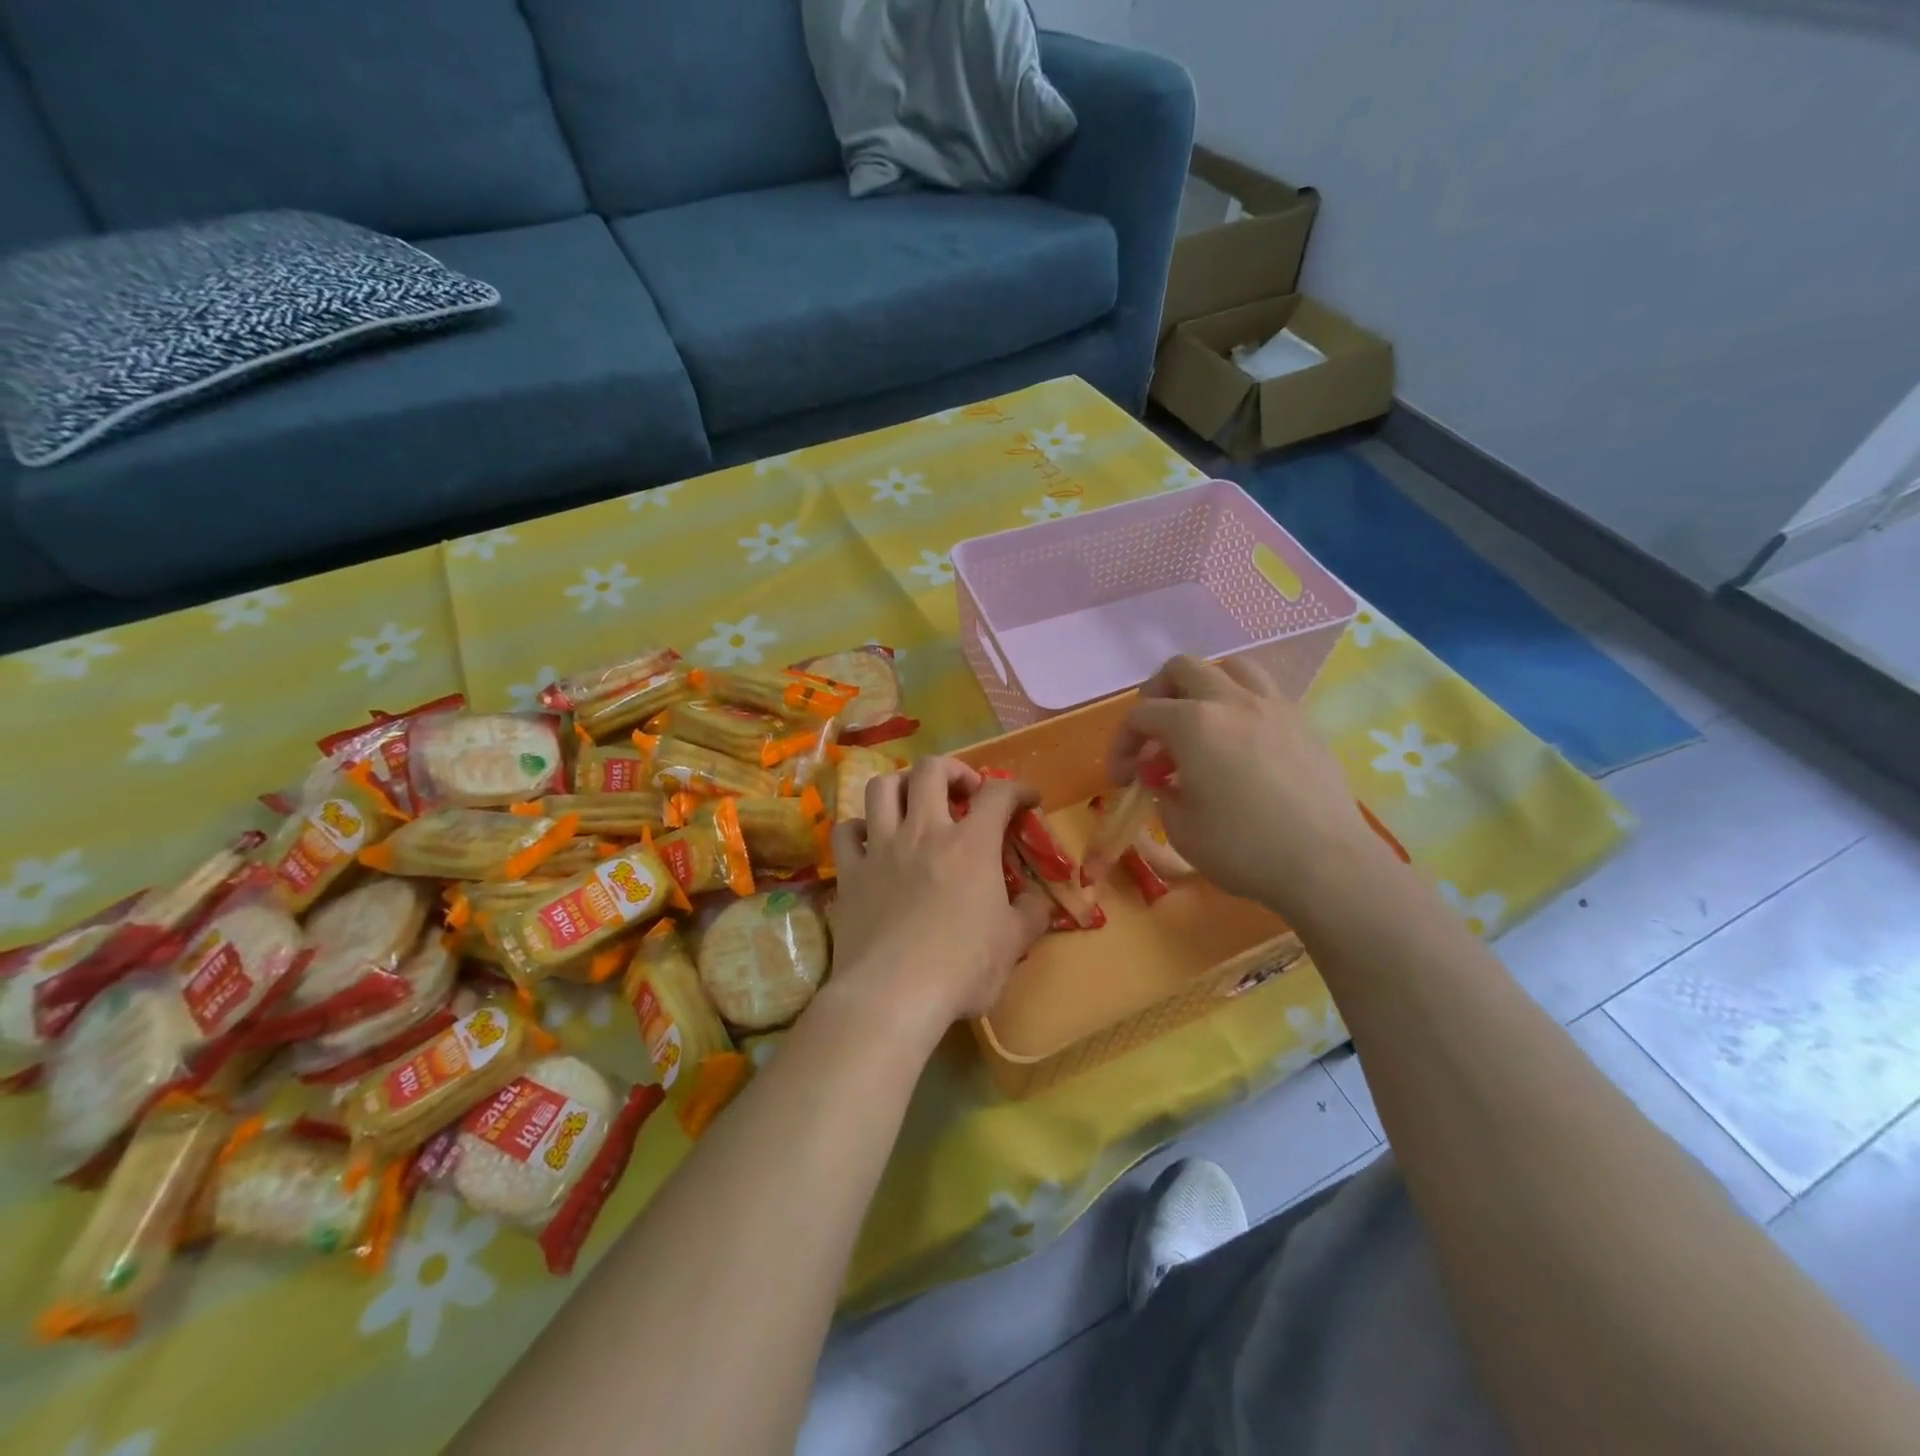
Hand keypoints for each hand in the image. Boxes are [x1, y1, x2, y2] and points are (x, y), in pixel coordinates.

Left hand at [827, 757, 1052, 1039]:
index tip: (1028, 800)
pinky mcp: (849, 872)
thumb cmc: (962, 968)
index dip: (1019, 788)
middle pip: (931, 769)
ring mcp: (881, 848)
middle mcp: (923, 832)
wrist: (892, 994)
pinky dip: (859, 828)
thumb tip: (1038, 900)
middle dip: (954, 770)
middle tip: (965, 793)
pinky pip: (846, 831)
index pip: (998, 793)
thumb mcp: (1013, 943)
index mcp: (971, 844)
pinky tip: (871, 840)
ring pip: (882, 787)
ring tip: (915, 803)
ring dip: (902, 785)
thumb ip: (1031, 914)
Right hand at [1108, 655, 1388, 917]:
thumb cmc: (1243, 848)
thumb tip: (1165, 780)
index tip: (1121, 779)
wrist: (1326, 863)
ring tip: (1201, 721)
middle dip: (1157, 695)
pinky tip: (1243, 742)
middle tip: (1154, 732)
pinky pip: (1266, 693)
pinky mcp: (1304, 722)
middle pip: (1183, 668)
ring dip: (1206, 686)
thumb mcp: (1180, 829)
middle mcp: (1232, 701)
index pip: (1141, 715)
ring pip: (1232, 667)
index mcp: (1193, 724)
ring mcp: (1274, 706)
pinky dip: (1243, 705)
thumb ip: (1163, 793)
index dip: (1121, 745)